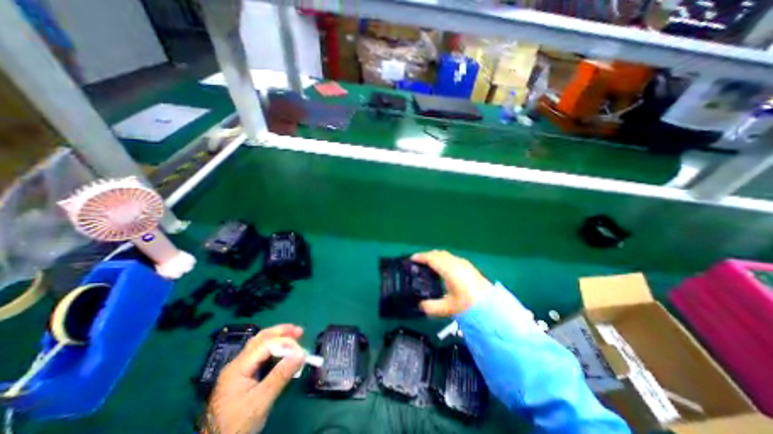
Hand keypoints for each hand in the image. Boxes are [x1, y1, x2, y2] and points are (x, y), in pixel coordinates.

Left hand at [204, 324, 305, 432]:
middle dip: (281, 332)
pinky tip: (282, 352)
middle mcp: (237, 363)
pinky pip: (260, 355)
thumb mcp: (261, 401)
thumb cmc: (237, 425)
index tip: (301, 351)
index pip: (266, 344)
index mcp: (238, 367)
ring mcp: (238, 369)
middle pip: (261, 338)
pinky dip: (273, 348)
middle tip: (300, 331)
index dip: (285, 343)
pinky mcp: (241, 377)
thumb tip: (301, 353)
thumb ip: (281, 375)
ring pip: (260, 344)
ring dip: (278, 338)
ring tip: (294, 337)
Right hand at [414, 249, 491, 316]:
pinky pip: (451, 258)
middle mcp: (456, 263)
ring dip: (436, 257)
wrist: (493, 307)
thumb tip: (421, 305)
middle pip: (439, 254)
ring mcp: (464, 264)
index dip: (421, 257)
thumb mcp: (448, 308)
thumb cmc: (469, 305)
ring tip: (429, 264)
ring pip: (446, 255)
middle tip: (419, 262)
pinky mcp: (469, 267)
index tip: (412, 258)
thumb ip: (432, 307)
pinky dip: (443, 259)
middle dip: (427, 256)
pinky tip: (444, 268)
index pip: (432, 258)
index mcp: (449, 270)